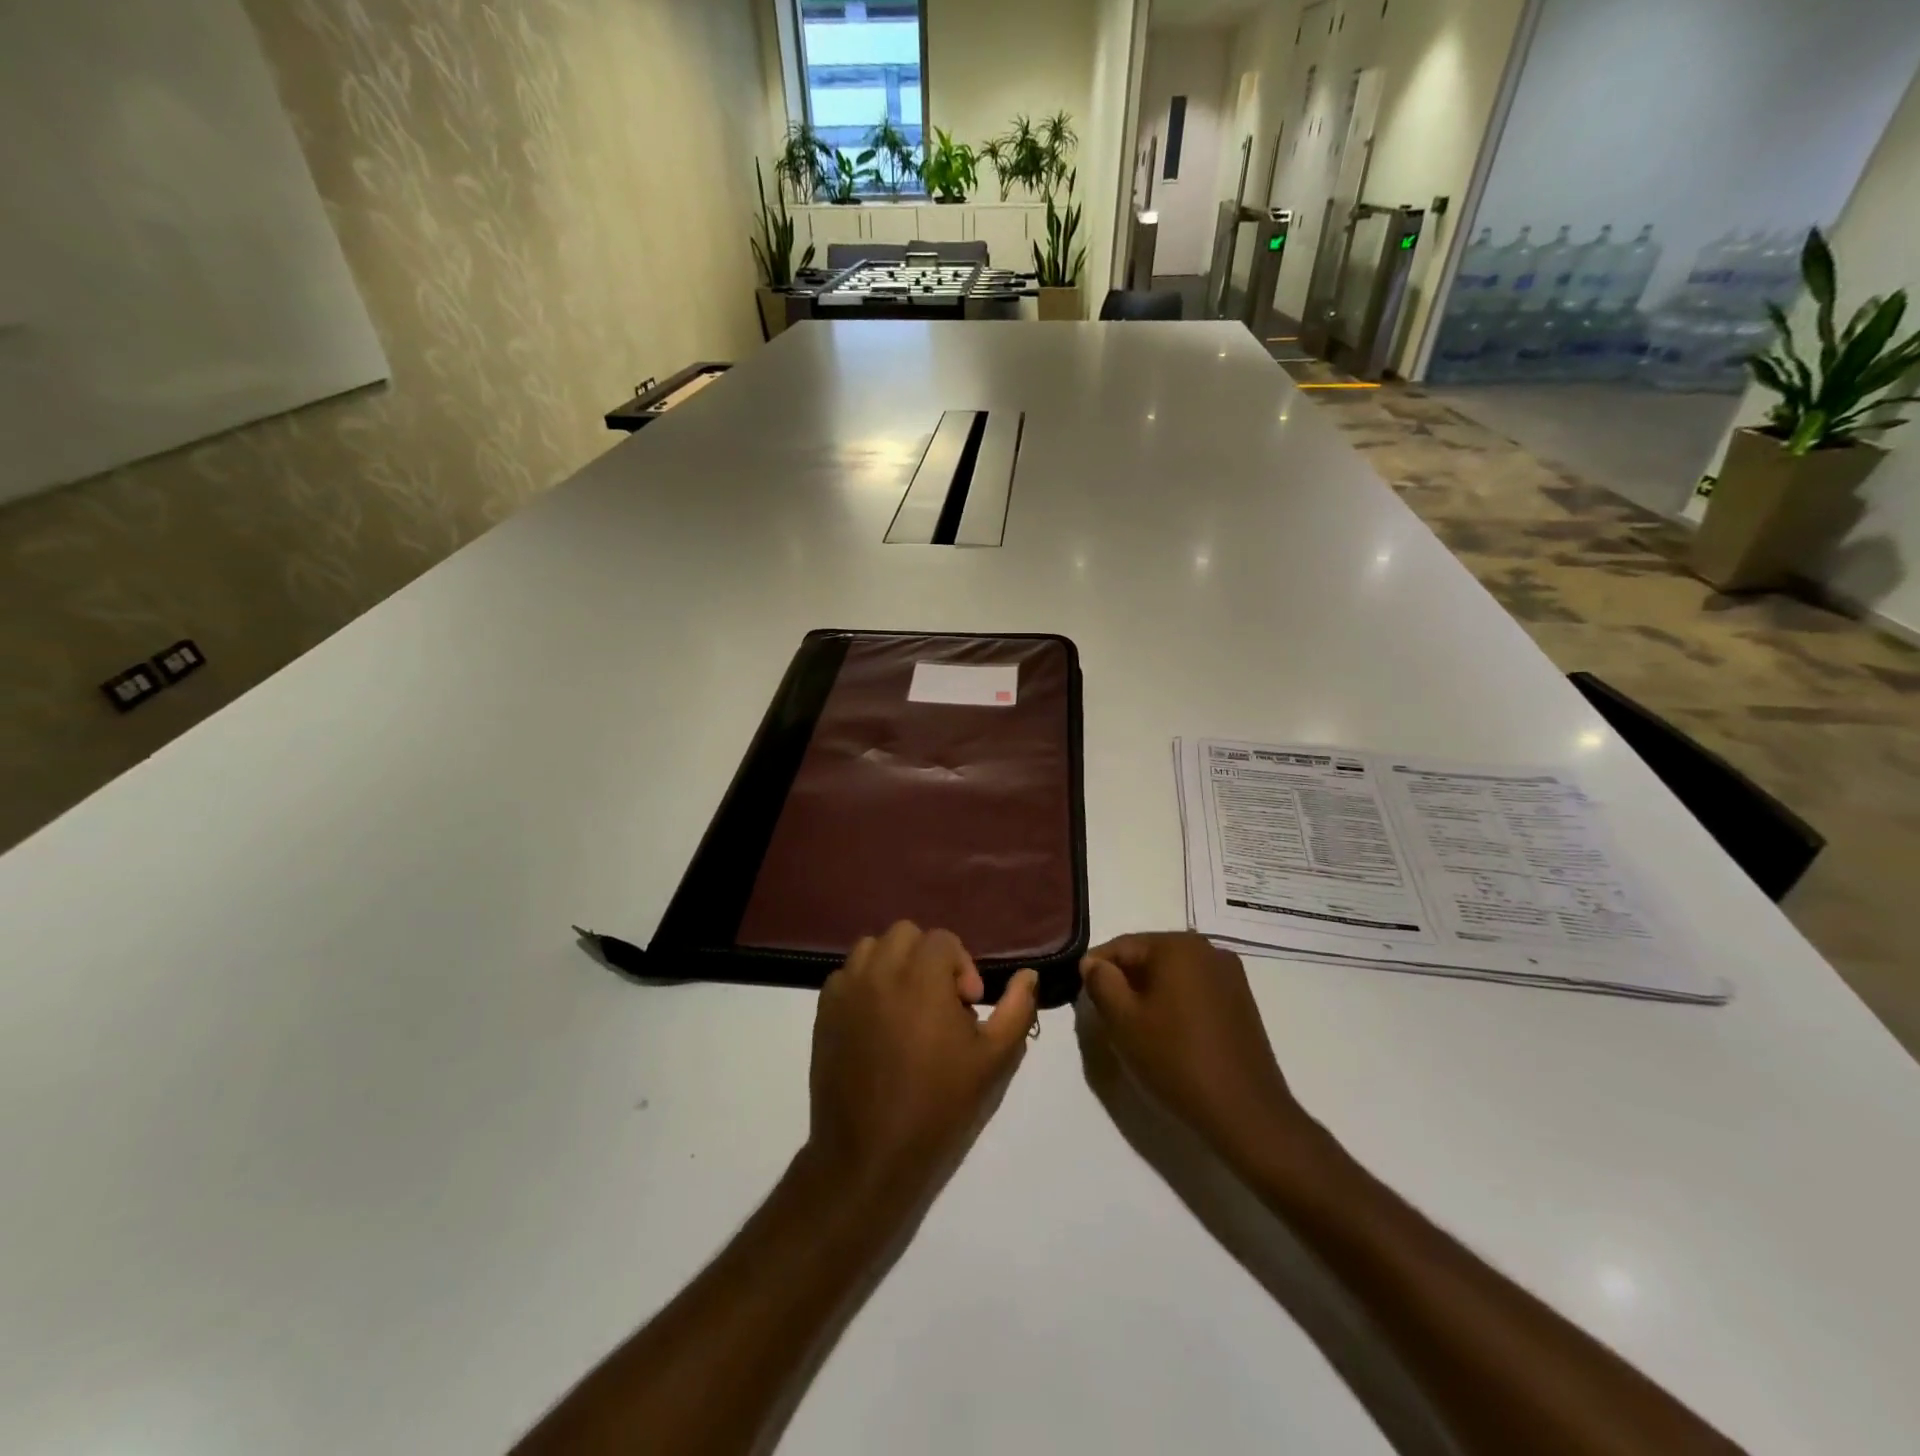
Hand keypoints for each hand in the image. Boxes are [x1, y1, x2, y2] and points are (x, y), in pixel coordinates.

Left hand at [807, 922, 1038, 1209]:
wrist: (869, 1154)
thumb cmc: (938, 1105)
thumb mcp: (992, 1060)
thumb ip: (1016, 1009)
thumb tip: (1028, 975)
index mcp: (921, 977)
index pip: (943, 939)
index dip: (962, 966)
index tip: (967, 1005)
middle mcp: (880, 971)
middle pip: (906, 934)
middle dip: (927, 957)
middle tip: (938, 1001)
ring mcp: (846, 989)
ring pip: (871, 947)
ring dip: (893, 964)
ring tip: (906, 1004)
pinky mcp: (823, 1011)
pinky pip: (845, 974)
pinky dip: (864, 983)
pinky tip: (876, 1021)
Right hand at [1080, 933, 1308, 1162]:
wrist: (1245, 1113)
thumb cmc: (1176, 1059)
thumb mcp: (1123, 1020)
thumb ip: (1101, 982)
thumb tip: (1094, 963)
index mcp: (1178, 945)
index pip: (1121, 946)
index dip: (1096, 970)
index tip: (1085, 1000)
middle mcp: (1208, 949)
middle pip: (1149, 957)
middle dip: (1125, 983)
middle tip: (1109, 1019)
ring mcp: (1230, 975)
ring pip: (1172, 975)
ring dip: (1150, 995)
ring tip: (1138, 1031)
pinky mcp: (1242, 1001)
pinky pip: (1195, 990)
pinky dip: (1175, 1004)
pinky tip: (1170, 1036)